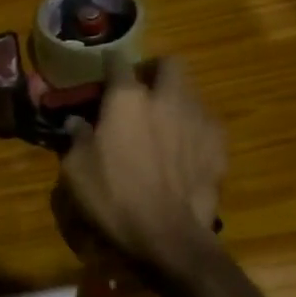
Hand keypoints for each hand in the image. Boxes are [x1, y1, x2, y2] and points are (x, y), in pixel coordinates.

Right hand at [63, 57, 225, 269]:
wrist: (169, 234)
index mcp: (127, 99)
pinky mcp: (219, 144)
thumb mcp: (76, 169)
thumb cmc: (113, 197)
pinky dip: (194, 129)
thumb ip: (77, 138)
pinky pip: (206, 123)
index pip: (117, 62)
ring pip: (191, 92)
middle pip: (169, 63)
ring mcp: (198, 119)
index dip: (109, 67)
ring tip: (164, 123)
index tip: (103, 77)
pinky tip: (185, 150)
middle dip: (156, 71)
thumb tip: (76, 122)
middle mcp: (166, 98)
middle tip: (142, 91)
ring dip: (176, 100)